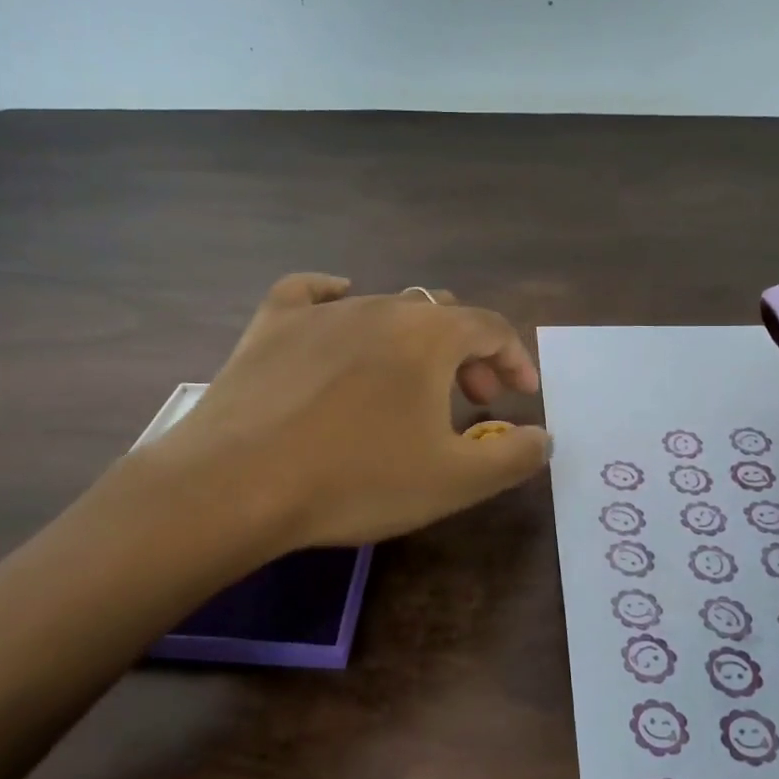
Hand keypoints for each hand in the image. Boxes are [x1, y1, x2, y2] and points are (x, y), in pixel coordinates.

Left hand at [128, 274, 550, 551]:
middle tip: (473, 399)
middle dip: (469, 354)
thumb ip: (512, 456)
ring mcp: (321, 312)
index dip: (515, 358)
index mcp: (429, 335)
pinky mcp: (271, 325)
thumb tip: (542, 436)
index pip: (491, 328)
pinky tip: (338, 307)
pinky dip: (335, 299)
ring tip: (410, 384)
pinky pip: (310, 293)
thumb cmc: (357, 480)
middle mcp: (380, 307)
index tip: (521, 395)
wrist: (237, 484)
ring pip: (384, 308)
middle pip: (441, 316)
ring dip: (413, 342)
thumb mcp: (454, 481)